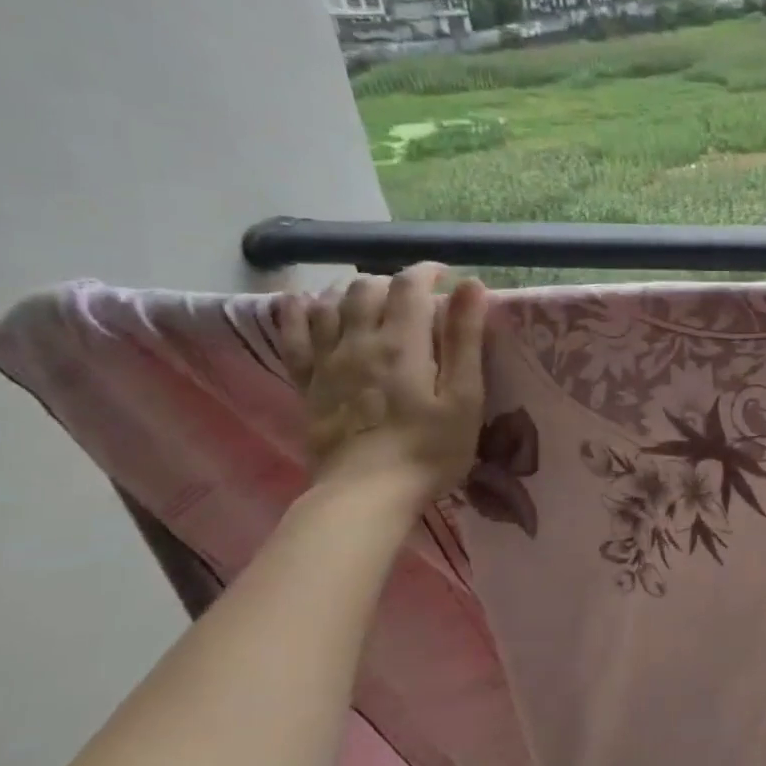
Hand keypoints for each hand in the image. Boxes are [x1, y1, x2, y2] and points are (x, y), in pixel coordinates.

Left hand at [277, 263, 488, 507]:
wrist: (366, 494)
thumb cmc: (429, 449)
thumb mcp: (464, 397)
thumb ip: (465, 340)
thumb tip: (471, 286)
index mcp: (403, 342)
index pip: (410, 286)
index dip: (427, 272)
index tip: (446, 276)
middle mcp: (359, 341)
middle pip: (367, 289)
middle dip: (393, 282)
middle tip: (415, 297)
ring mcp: (327, 361)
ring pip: (330, 304)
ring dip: (351, 290)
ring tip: (370, 296)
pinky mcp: (308, 384)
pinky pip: (294, 336)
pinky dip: (298, 312)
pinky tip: (304, 301)